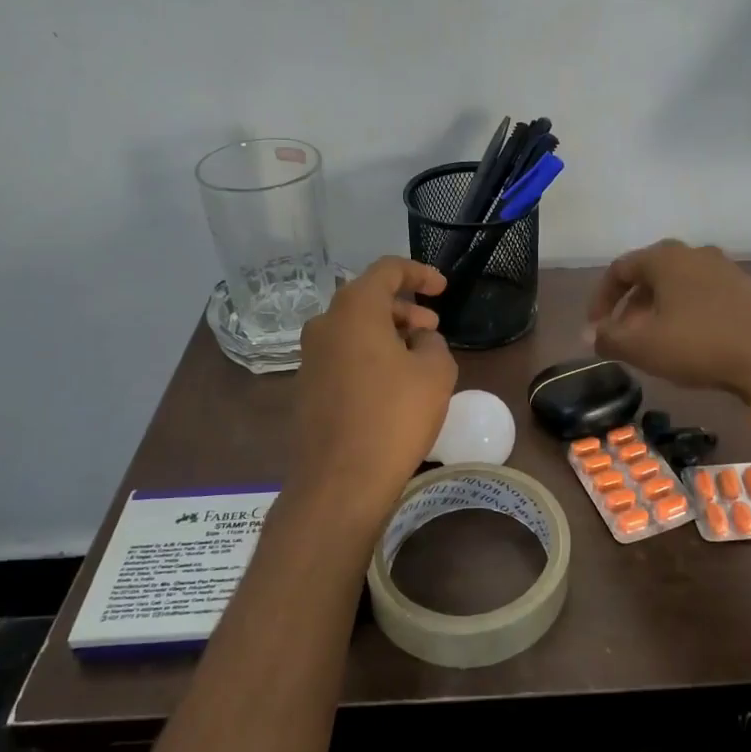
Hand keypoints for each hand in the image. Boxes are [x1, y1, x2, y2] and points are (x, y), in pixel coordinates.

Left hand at [291, 257, 458, 519]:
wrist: (341, 480)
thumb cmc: (394, 416)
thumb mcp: (435, 372)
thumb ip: (432, 343)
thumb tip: (418, 342)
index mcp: (354, 310)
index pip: (387, 270)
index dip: (419, 273)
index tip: (443, 288)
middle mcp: (325, 325)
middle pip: (368, 299)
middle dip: (405, 309)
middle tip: (433, 328)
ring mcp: (311, 357)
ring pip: (355, 329)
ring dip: (388, 333)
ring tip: (418, 356)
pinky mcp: (308, 386)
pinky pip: (344, 355)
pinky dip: (370, 356)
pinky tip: (393, 383)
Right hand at [586, 240, 750, 401]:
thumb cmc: (698, 345)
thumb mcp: (642, 346)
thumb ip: (608, 338)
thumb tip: (588, 335)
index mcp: (666, 258)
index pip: (620, 269)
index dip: (601, 299)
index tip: (596, 328)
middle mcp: (696, 254)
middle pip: (651, 276)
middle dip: (632, 307)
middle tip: (624, 337)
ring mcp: (728, 270)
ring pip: (681, 287)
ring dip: (661, 312)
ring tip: (657, 344)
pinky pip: (708, 298)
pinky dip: (690, 315)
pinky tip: (694, 343)